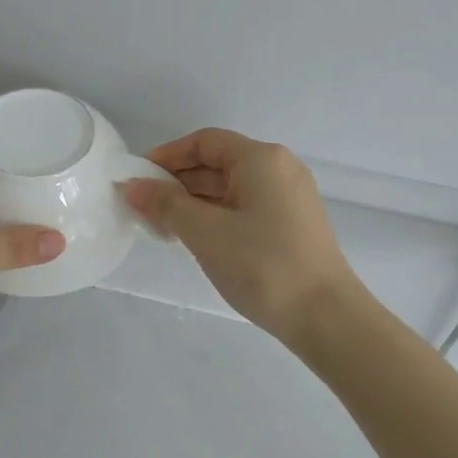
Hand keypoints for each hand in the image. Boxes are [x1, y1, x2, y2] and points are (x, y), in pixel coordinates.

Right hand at [123, 128, 362, 344]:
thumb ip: (166, 205)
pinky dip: (217, 217)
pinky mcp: (293, 225)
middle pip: (219, 163)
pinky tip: (197, 240)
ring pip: (231, 188)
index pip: (205, 141)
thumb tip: (132, 186)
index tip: (137, 179)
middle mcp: (280, 169)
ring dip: (195, 203)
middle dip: (178, 183)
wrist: (325, 316)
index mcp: (261, 159)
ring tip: (163, 228)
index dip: (167, 156)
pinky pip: (246, 208)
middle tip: (143, 209)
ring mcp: (290, 198)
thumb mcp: (206, 233)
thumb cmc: (262, 265)